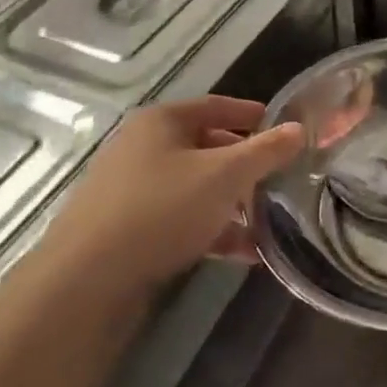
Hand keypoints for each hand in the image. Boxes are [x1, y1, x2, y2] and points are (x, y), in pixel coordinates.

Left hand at [38, 96, 303, 292]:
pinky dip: (212, 230)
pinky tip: (244, 253)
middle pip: (206, 147)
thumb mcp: (224, 175)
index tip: (285, 129)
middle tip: (280, 179)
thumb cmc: (161, 209)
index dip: (252, 115)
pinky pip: (181, 219)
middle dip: (246, 166)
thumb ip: (266, 151)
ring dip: (232, 203)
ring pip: (195, 187)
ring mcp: (131, 190)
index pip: (216, 106)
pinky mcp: (127, 229)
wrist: (86, 280)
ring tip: (269, 221)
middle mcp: (142, 148)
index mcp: (161, 122)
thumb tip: (299, 129)